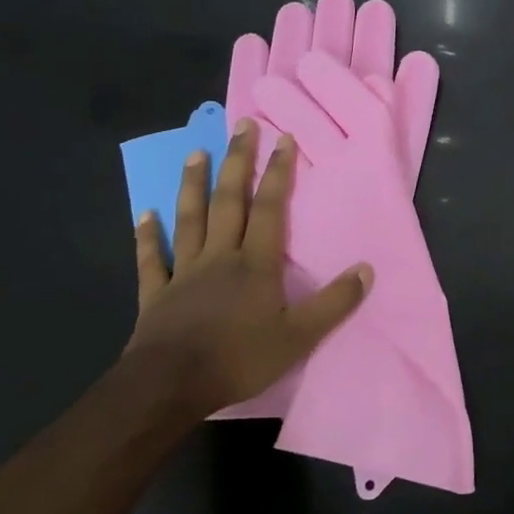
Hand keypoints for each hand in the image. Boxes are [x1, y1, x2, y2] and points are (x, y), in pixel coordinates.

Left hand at [128, 118, 371, 415]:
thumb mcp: (299, 337)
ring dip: (193, 184)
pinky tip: (146, 214)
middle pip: (228, 200)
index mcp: (255, 263)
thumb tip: (367, 269)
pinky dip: (149, 235)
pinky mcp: (156, 293)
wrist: (168, 387)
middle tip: (241, 126)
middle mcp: (220, 256)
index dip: (277, 172)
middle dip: (237, 161)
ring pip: (190, 218)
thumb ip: (334, 302)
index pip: (270, 207)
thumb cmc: (238, 358)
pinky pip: (152, 258)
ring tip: (196, 152)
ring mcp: (184, 272)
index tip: (283, 139)